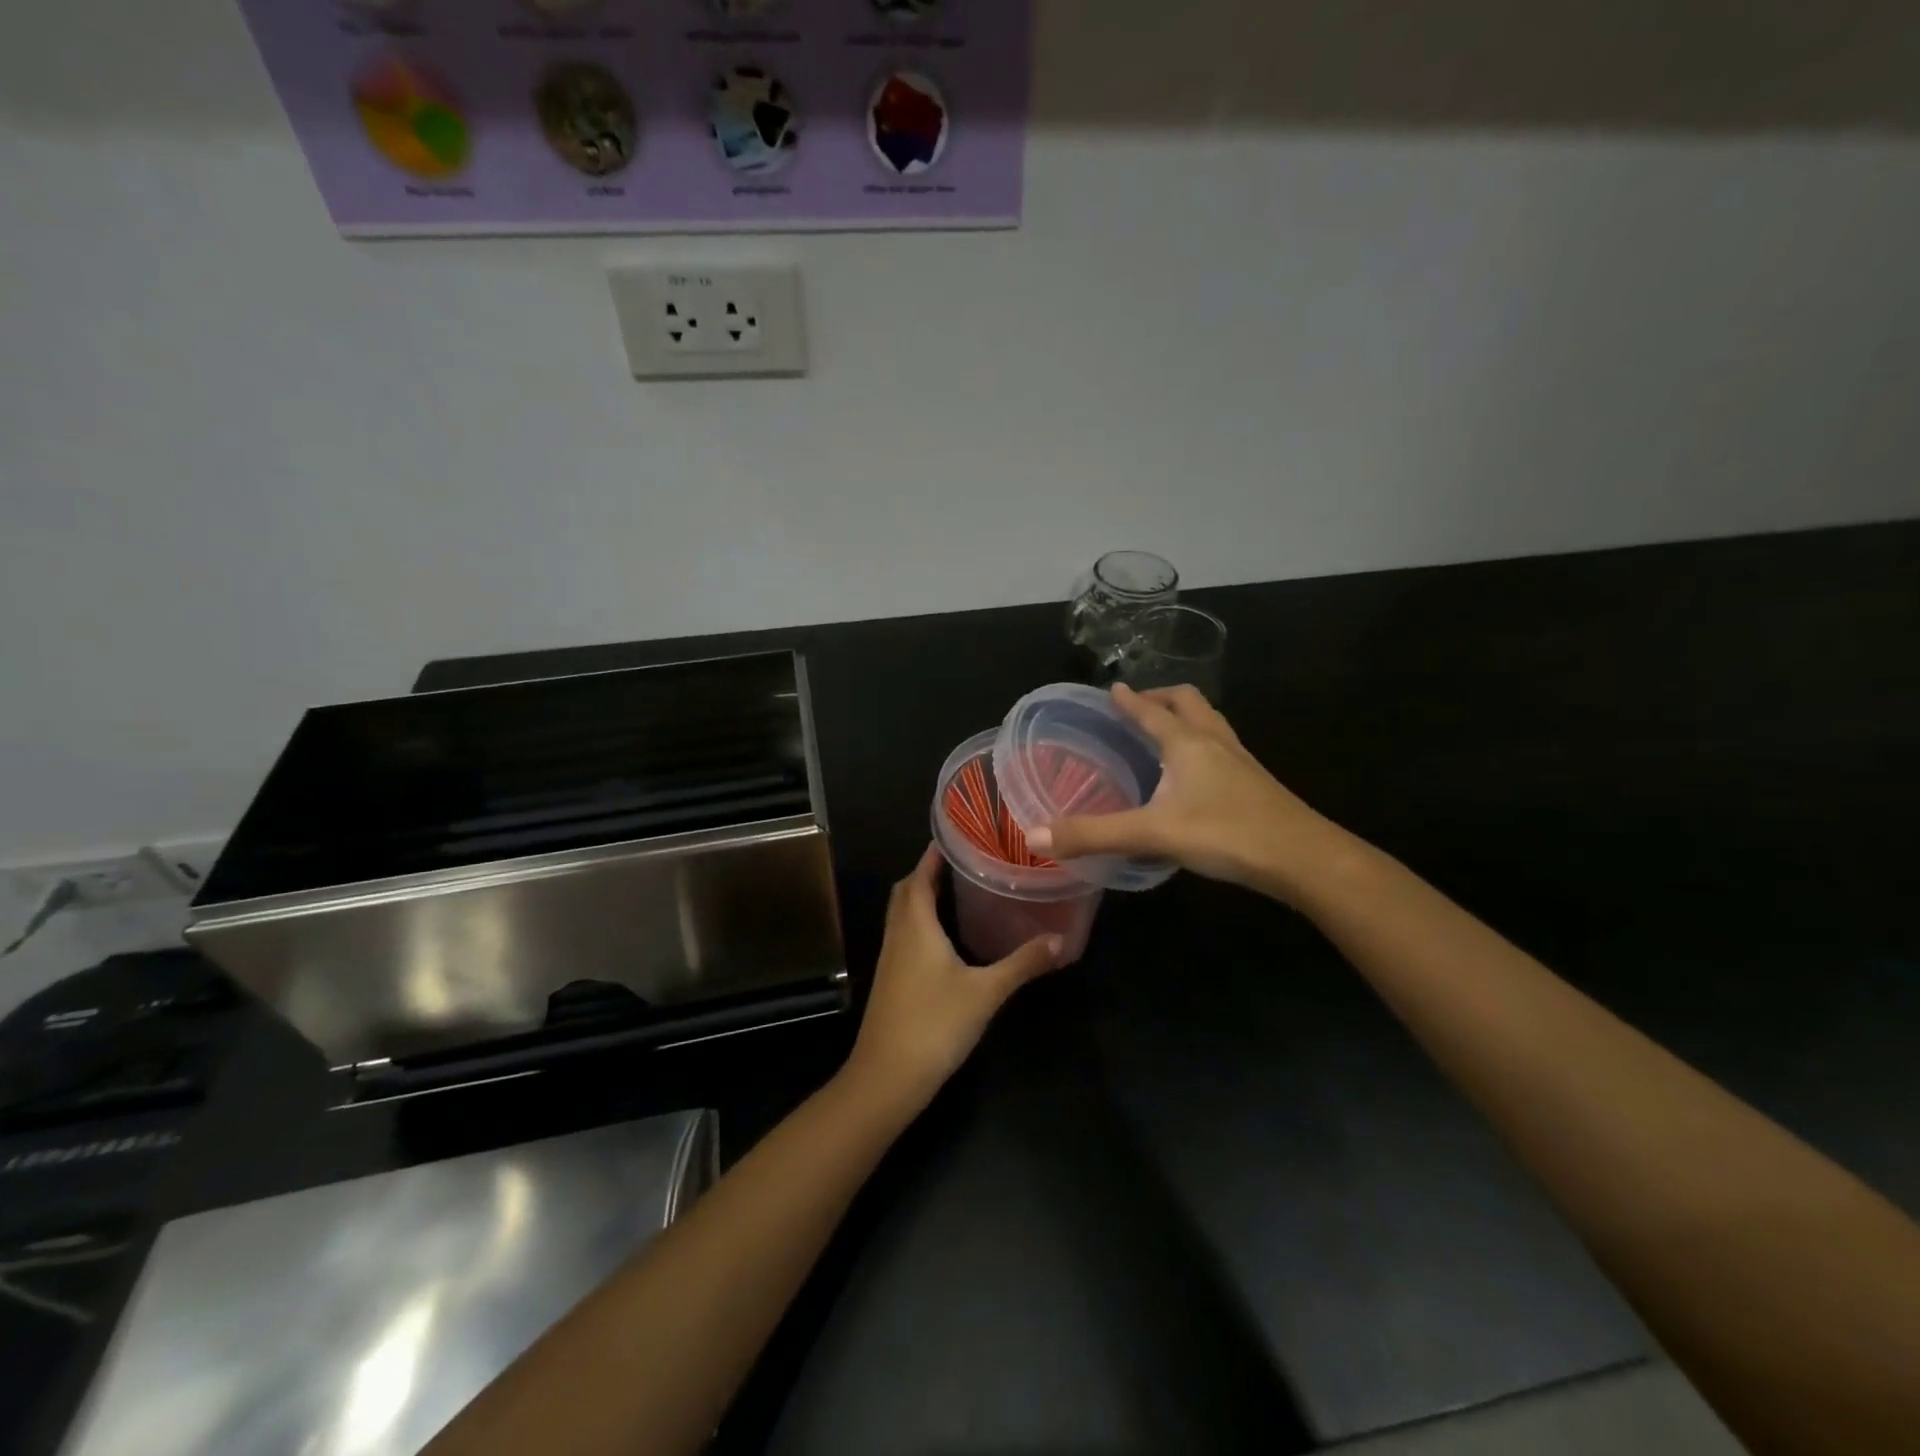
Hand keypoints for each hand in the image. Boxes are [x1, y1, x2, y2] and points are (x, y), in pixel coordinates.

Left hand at [845, 844, 1063, 1114]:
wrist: (887, 1076)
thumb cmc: (934, 1024)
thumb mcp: (986, 992)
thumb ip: (1022, 963)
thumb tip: (1060, 940)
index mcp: (916, 925)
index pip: (920, 875)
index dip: (934, 854)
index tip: (957, 836)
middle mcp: (898, 934)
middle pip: (906, 890)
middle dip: (928, 872)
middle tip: (963, 862)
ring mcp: (891, 958)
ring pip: (902, 914)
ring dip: (921, 896)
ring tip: (957, 890)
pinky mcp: (891, 980)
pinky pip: (903, 935)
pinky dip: (920, 922)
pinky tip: (945, 938)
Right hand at [1026, 684, 1339, 898]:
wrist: (1304, 858)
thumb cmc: (1226, 833)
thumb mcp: (1152, 834)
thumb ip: (1093, 835)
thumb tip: (1035, 835)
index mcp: (1187, 743)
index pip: (1150, 710)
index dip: (1128, 699)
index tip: (1111, 687)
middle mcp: (1215, 742)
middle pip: (1189, 702)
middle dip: (1161, 698)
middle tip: (1138, 706)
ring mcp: (1241, 761)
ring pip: (1211, 723)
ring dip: (1186, 718)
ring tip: (1166, 732)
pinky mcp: (1256, 783)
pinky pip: (1223, 748)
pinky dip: (1203, 745)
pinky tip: (1197, 775)